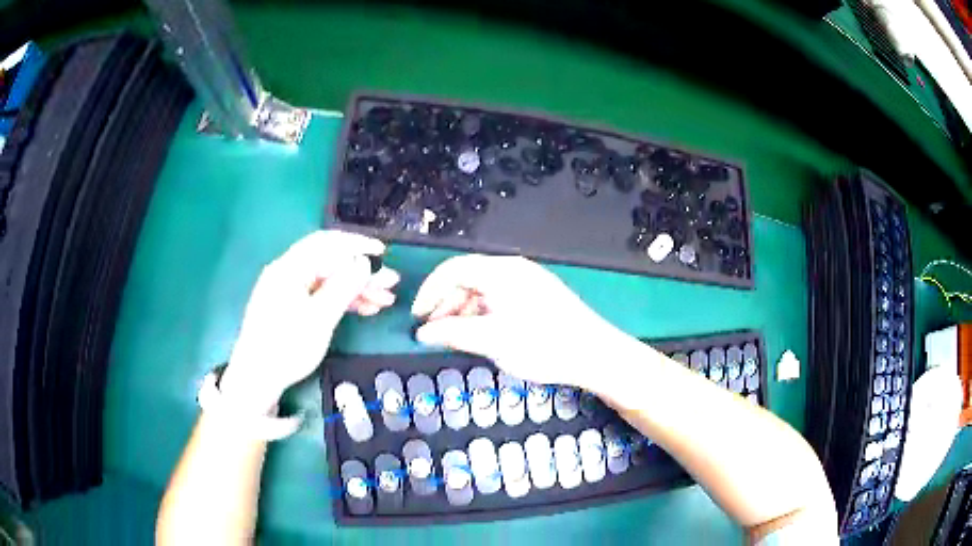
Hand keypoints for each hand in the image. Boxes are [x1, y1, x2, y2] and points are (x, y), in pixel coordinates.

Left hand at [221, 231, 398, 411]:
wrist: (257, 379)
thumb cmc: (286, 347)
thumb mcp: (319, 318)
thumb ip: (343, 287)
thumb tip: (364, 261)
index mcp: (290, 268)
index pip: (327, 244)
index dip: (357, 244)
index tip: (383, 252)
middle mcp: (288, 273)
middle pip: (330, 263)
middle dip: (361, 272)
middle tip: (390, 283)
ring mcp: (288, 291)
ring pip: (328, 281)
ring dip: (356, 288)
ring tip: (383, 300)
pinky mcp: (290, 307)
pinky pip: (320, 295)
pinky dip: (342, 300)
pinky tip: (363, 309)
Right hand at [411, 255, 627, 388]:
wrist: (595, 354)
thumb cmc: (544, 345)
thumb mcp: (493, 340)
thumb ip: (454, 334)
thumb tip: (422, 333)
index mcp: (501, 271)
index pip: (452, 269)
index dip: (429, 291)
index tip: (417, 318)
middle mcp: (512, 270)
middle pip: (467, 278)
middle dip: (446, 303)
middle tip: (434, 332)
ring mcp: (527, 282)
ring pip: (482, 290)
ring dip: (463, 311)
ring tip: (456, 337)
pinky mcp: (536, 297)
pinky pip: (498, 299)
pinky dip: (482, 315)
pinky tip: (481, 335)